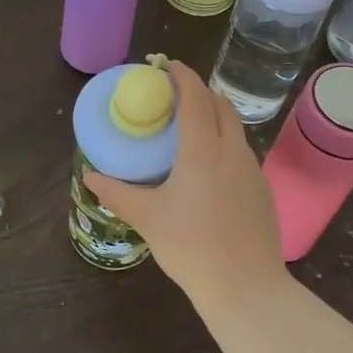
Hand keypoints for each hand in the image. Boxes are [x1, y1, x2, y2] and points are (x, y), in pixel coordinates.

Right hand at [83, 61, 285, 303]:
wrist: (246, 288)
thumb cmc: (191, 247)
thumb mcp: (147, 218)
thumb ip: (116, 193)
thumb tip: (89, 177)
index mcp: (203, 149)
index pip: (195, 97)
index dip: (182, 76)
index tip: (166, 65)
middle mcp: (232, 150)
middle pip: (220, 105)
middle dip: (199, 92)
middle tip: (174, 96)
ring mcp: (252, 170)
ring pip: (234, 128)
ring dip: (214, 117)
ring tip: (189, 129)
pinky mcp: (262, 190)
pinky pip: (241, 152)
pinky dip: (224, 142)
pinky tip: (209, 168)